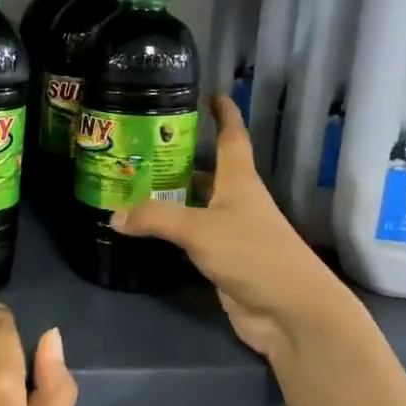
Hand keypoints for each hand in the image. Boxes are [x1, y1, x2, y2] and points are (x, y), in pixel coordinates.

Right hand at [111, 95, 359, 366]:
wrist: (290, 312)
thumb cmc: (253, 254)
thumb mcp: (199, 230)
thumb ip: (155, 218)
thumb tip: (114, 215)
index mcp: (239, 182)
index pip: (232, 138)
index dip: (224, 114)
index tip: (212, 93)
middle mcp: (237, 202)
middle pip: (207, 172)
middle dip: (180, 159)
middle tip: (142, 147)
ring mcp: (232, 233)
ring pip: (197, 206)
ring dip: (171, 197)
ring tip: (133, 185)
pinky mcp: (224, 261)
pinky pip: (192, 238)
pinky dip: (170, 232)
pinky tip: (146, 230)